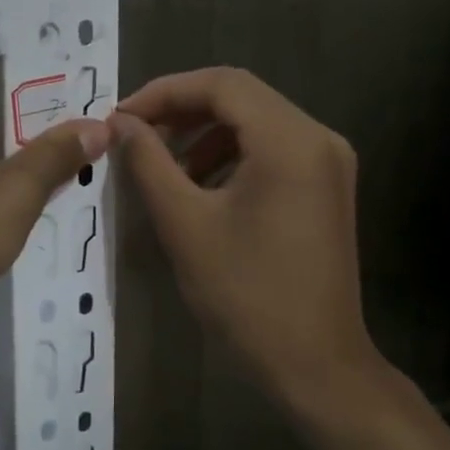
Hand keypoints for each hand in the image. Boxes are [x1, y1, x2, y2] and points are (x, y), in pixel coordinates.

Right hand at [111, 67, 377, 398]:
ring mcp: (329, 162)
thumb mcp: (184, 223)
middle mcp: (318, 138)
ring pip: (256, 121)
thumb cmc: (246, 294)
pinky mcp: (326, 187)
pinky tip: (201, 185)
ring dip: (204, 133)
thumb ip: (148, 162)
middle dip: (182, 110)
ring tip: (163, 163)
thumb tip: (120, 123)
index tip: (121, 117)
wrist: (316, 365)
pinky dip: (231, 154)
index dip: (164, 92)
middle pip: (241, 96)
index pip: (221, 84)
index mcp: (290, 140)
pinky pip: (272, 148)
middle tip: (135, 135)